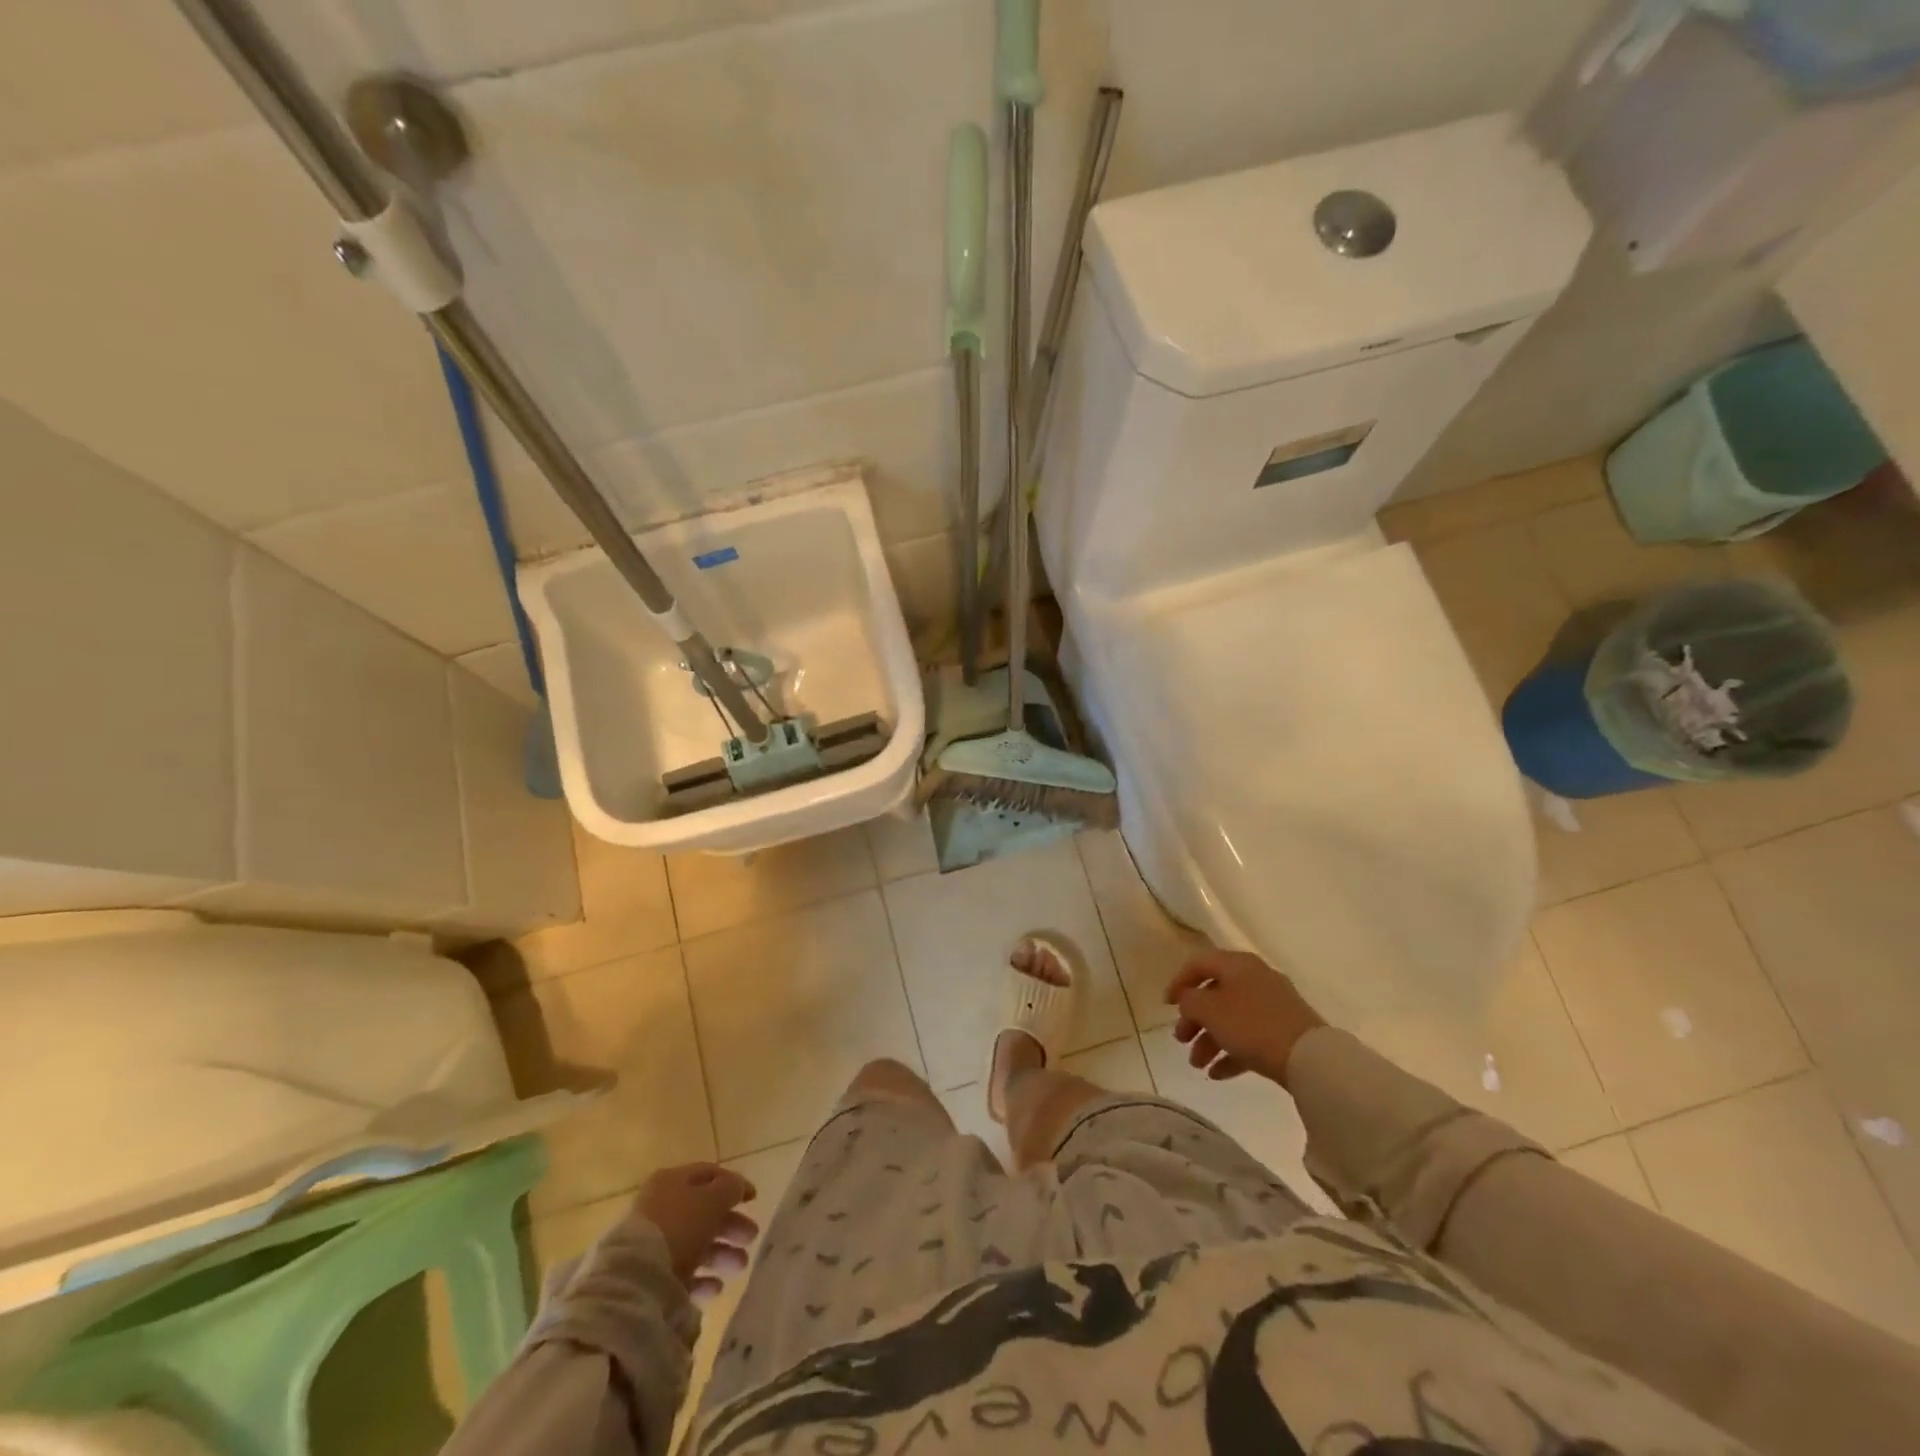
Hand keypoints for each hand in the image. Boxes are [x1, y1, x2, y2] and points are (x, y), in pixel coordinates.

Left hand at [635, 1164, 758, 1300]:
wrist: (637, 1277)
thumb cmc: (679, 1224)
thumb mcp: (713, 1198)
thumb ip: (731, 1188)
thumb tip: (739, 1187)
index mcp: (672, 1181)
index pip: (709, 1175)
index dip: (734, 1184)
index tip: (754, 1199)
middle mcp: (662, 1208)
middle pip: (705, 1212)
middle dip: (731, 1225)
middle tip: (752, 1236)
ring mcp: (655, 1243)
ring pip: (697, 1243)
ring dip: (722, 1253)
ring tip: (740, 1265)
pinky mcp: (652, 1275)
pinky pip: (683, 1273)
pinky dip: (703, 1278)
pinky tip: (717, 1287)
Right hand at [1166, 950, 1325, 1087]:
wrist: (1309, 1058)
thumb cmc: (1252, 1025)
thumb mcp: (1210, 1010)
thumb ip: (1190, 1001)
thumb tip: (1187, 999)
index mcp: (1237, 964)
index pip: (1199, 964)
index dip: (1178, 982)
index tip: (1166, 1006)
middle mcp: (1255, 978)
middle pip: (1215, 994)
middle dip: (1194, 1019)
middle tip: (1180, 1040)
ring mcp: (1273, 1005)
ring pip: (1231, 1018)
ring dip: (1209, 1040)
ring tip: (1197, 1065)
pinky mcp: (1284, 1031)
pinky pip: (1250, 1037)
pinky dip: (1231, 1052)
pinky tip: (1217, 1074)